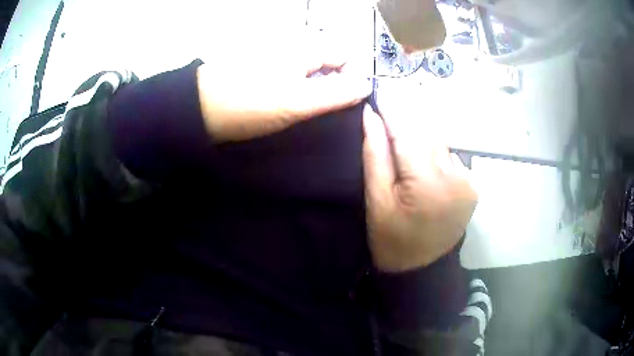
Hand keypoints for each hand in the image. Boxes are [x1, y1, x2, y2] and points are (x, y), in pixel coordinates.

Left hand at [196, 53, 370, 142]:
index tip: (344, 103)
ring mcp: (279, 55)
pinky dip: (299, 89)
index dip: (352, 77)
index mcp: (305, 46)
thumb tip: (367, 86)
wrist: (199, 109)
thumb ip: (337, 93)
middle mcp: (295, 44)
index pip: (347, 54)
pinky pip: (294, 74)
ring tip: (304, 110)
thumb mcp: (298, 102)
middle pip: (330, 60)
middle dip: (334, 84)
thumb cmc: (249, 104)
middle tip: (322, 110)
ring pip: (313, 69)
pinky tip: (289, 104)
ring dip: (316, 89)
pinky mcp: (266, 67)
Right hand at [362, 104, 477, 271]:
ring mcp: (469, 181)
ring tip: (403, 128)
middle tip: (389, 101)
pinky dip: (434, 149)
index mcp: (428, 183)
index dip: (393, 108)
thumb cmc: (392, 239)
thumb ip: (375, 154)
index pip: (409, 132)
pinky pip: (450, 156)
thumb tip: (371, 115)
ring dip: (421, 133)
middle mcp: (456, 177)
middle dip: (407, 117)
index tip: (380, 88)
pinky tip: (422, 155)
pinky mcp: (473, 185)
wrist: (421, 269)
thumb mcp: (376, 200)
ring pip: (440, 142)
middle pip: (428, 132)